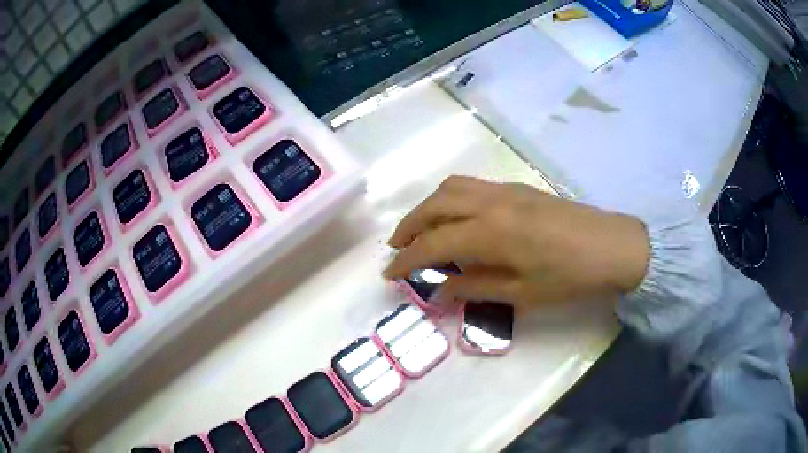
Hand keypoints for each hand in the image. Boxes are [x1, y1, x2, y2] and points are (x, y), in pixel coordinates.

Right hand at [383, 176, 649, 309]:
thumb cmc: (570, 277)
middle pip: (435, 205)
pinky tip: (456, 218)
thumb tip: (440, 290)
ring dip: (428, 207)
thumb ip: (475, 288)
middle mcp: (491, 203)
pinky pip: (472, 186)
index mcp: (491, 233)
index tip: (389, 273)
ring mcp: (506, 190)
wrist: (613, 246)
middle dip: (409, 225)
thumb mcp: (522, 293)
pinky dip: (451, 199)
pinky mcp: (519, 188)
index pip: (432, 244)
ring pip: (452, 188)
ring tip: (420, 230)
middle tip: (397, 247)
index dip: (406, 260)